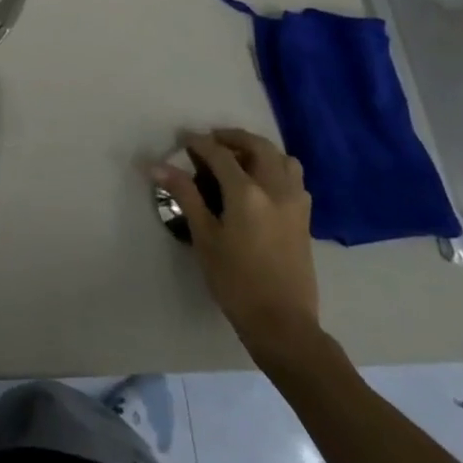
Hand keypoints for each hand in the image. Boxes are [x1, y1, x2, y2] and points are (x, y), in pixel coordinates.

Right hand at [155, 128, 320, 363]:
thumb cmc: (236, 282)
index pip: (220, 154)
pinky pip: (293, 179)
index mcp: (247, 192)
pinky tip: (260, 185)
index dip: (199, 143)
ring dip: (260, 150)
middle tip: (211, 142)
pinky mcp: (304, 219)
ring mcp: (295, 203)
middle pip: (258, 146)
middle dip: (233, 138)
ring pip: (282, 159)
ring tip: (238, 159)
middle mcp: (275, 189)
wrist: (282, 324)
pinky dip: (276, 169)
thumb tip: (157, 166)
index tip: (183, 140)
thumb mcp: (204, 237)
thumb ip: (185, 195)